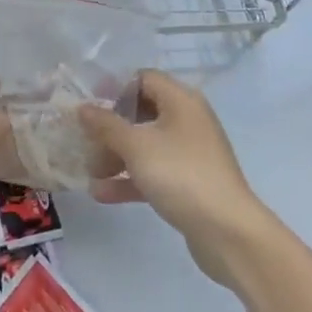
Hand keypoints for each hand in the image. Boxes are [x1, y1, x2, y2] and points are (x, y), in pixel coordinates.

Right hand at [79, 70, 273, 288]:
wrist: (229, 233)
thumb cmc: (181, 175)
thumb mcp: (136, 145)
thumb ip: (106, 124)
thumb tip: (83, 108)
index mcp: (181, 101)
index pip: (143, 79)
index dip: (115, 87)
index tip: (90, 104)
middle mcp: (187, 121)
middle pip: (142, 113)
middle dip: (111, 129)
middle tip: (86, 142)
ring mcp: (190, 154)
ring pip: (145, 145)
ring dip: (116, 156)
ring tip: (91, 173)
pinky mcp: (189, 183)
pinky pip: (154, 172)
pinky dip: (130, 179)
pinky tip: (102, 194)